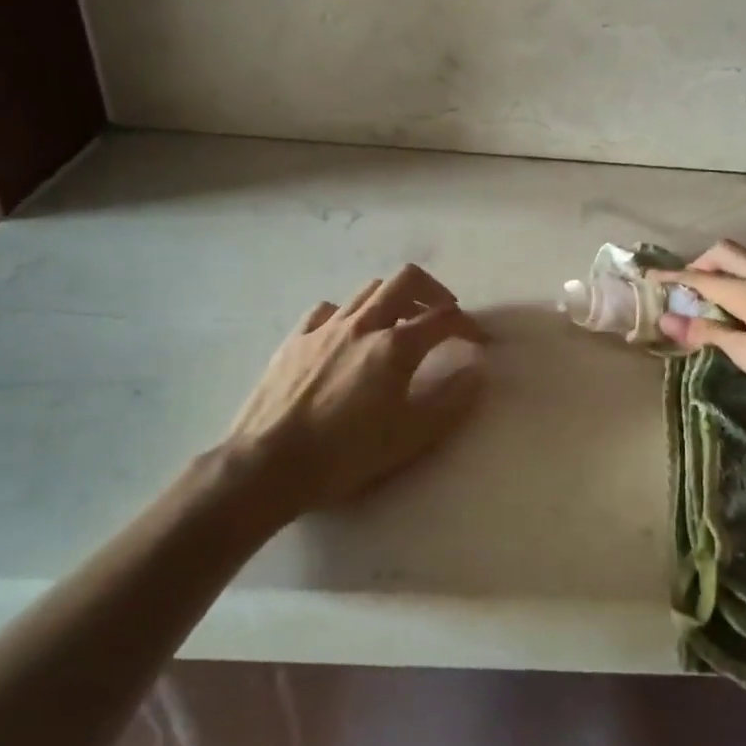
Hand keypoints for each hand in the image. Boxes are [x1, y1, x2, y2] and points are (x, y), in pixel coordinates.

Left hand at [211, 264, 487, 518]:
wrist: (267, 465)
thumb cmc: (345, 454)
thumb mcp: (410, 436)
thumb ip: (451, 400)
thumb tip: (477, 370)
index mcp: (395, 346)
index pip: (444, 318)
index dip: (468, 325)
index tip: (478, 340)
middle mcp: (363, 324)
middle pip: (407, 280)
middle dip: (434, 291)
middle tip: (443, 315)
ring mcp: (325, 328)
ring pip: (368, 290)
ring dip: (393, 299)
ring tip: (399, 325)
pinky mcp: (294, 340)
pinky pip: (328, 310)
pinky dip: (349, 314)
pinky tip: (348, 335)